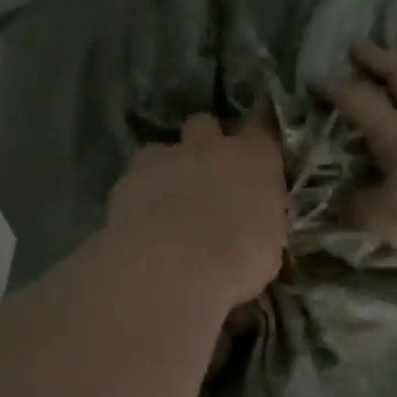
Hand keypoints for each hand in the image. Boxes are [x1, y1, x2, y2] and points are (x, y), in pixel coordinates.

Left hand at [106, 115, 288, 310]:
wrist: (171, 271)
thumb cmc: (237, 263)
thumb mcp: (269, 248)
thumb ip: (261, 222)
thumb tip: (254, 224)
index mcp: (253, 159)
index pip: (261, 130)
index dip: (256, 141)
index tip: (255, 159)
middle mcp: (208, 147)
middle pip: (204, 125)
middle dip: (204, 144)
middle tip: (207, 179)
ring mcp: (162, 159)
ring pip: (161, 149)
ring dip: (165, 169)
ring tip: (166, 204)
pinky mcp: (126, 180)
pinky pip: (133, 179)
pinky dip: (138, 196)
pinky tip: (140, 224)